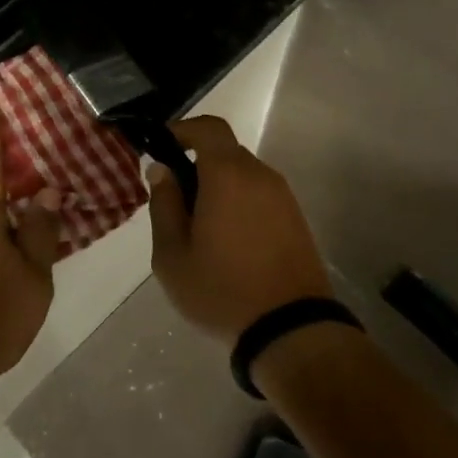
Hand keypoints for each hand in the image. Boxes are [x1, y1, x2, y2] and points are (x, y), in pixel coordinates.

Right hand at [146, 116, 332, 345]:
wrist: (291, 329)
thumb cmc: (221, 290)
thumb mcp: (172, 255)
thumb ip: (163, 205)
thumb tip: (161, 170)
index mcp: (228, 175)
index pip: (208, 128)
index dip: (183, 130)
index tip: (162, 149)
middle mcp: (260, 175)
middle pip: (224, 152)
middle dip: (196, 166)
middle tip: (175, 201)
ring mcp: (283, 197)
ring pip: (243, 175)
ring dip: (219, 187)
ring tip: (200, 228)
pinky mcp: (296, 219)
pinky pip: (259, 195)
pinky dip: (239, 203)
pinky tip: (228, 241)